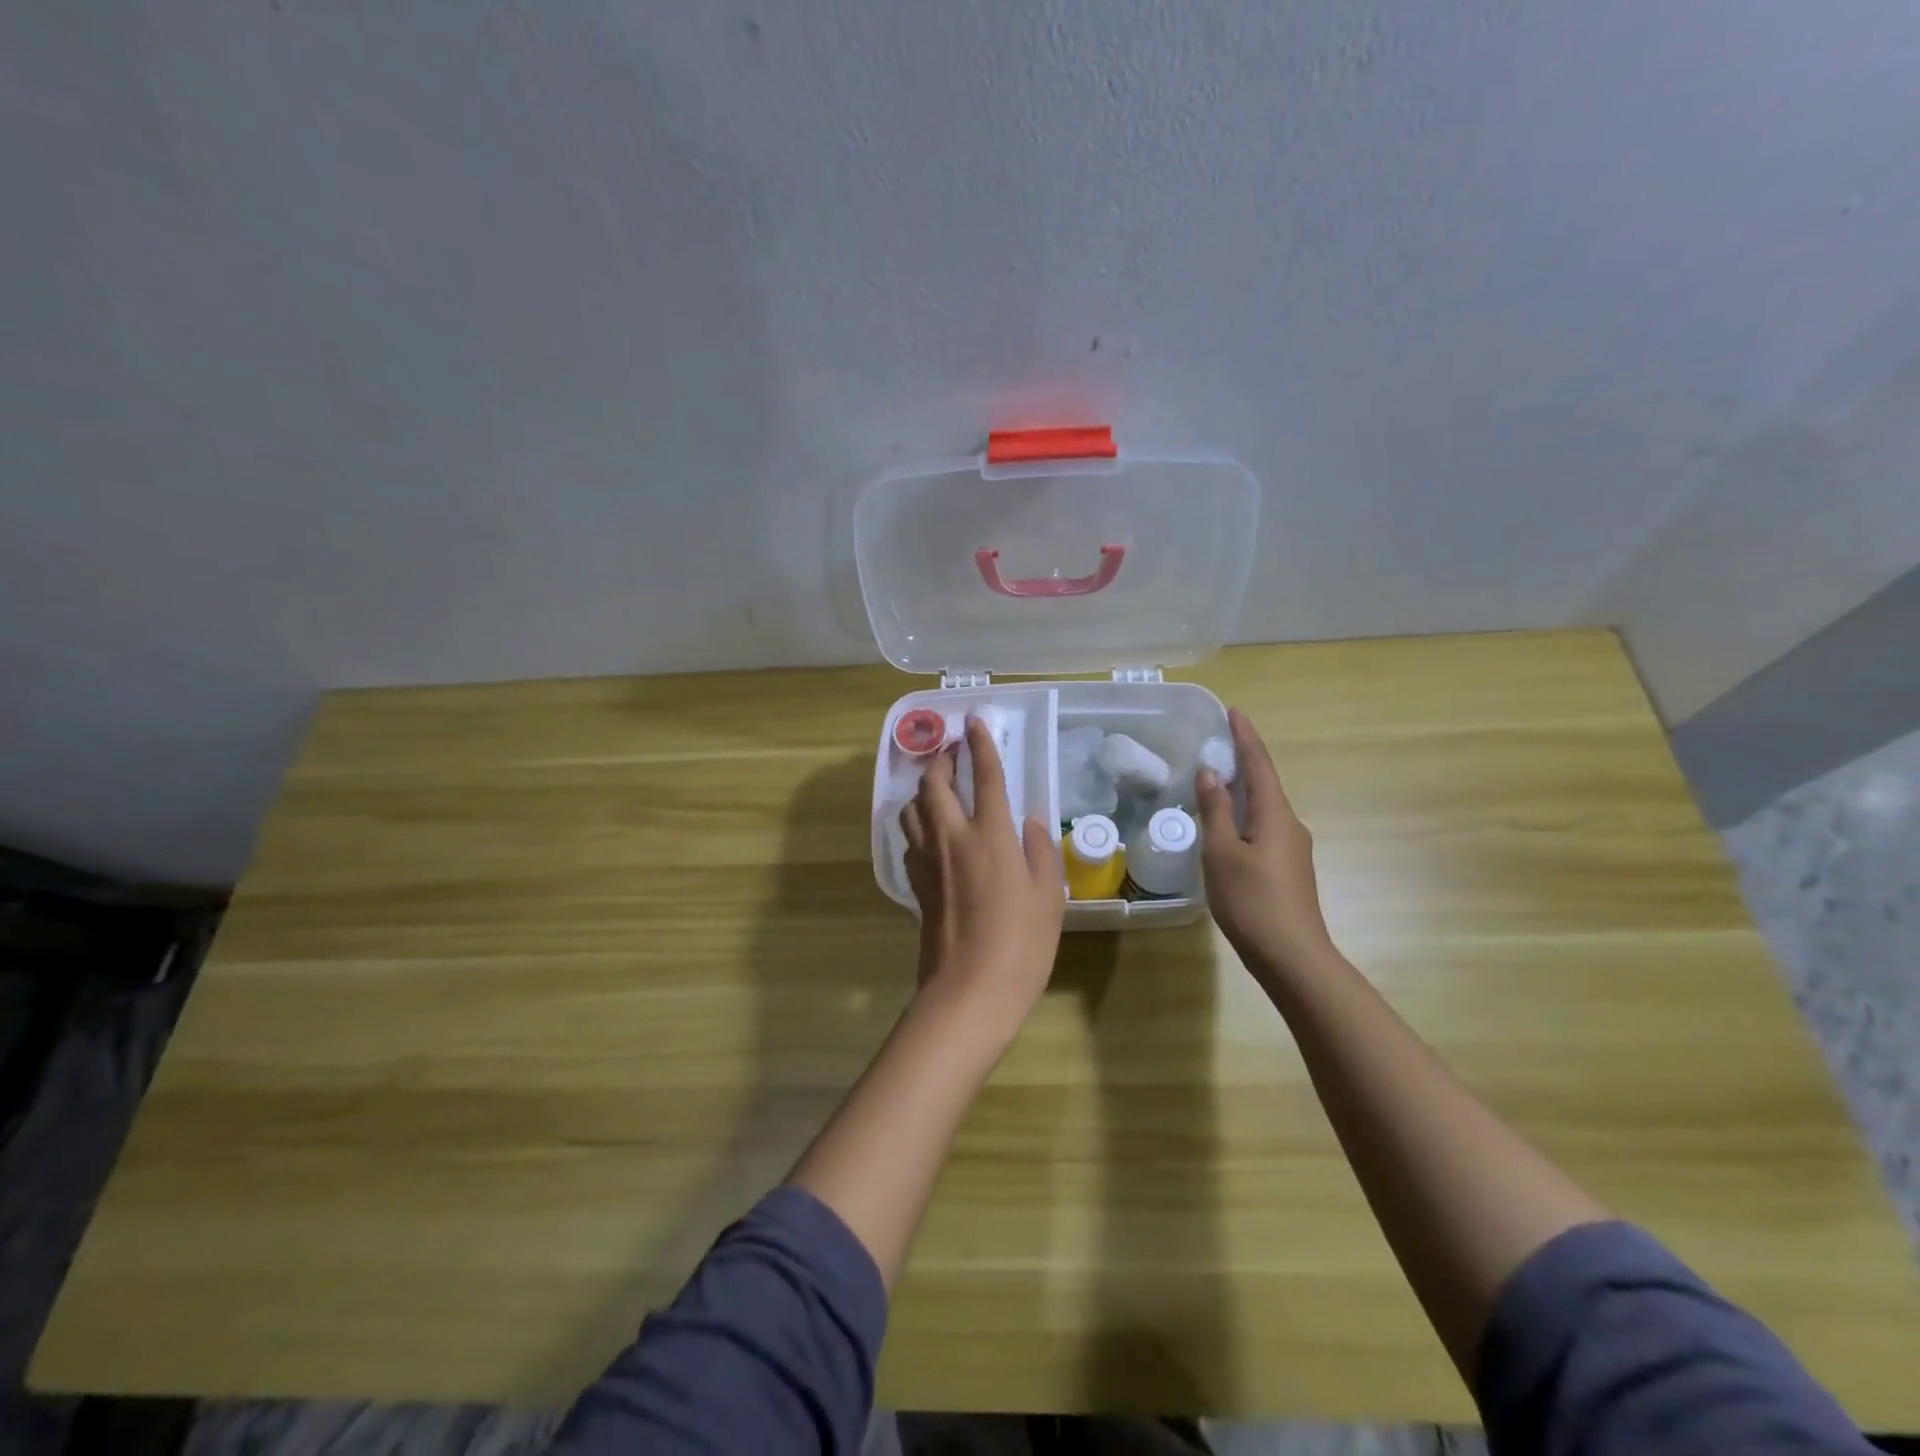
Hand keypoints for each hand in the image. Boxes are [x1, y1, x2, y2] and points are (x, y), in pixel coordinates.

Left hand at [900, 717, 1065, 1040]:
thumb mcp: (1049, 897)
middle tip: (950, 750)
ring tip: (937, 788)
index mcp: (990, 836)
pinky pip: (909, 839)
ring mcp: (927, 861)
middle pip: (933, 784)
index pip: (984, 777)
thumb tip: (1031, 822)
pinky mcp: (915, 884)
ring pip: (912, 808)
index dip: (981, 746)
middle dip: (939, 760)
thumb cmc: (1021, 945)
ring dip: (921, 789)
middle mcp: (952, 838)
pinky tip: (930, 832)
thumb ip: (1040, 852)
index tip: (975, 721)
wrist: (969, 991)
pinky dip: (916, 823)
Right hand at [1196, 707, 1339, 979]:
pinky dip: (1244, 816)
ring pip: (1264, 808)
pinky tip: (1227, 828)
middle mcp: (1290, 825)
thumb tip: (1211, 772)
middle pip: (1265, 783)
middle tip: (1217, 745)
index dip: (1245, 737)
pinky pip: (1264, 828)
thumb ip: (1216, 810)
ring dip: (1242, 790)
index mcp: (1275, 814)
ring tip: (1215, 783)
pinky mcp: (1288, 869)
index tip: (1234, 711)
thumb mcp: (1222, 852)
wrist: (1292, 956)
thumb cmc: (1251, 900)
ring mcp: (1293, 849)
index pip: (1259, 764)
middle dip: (1243, 761)